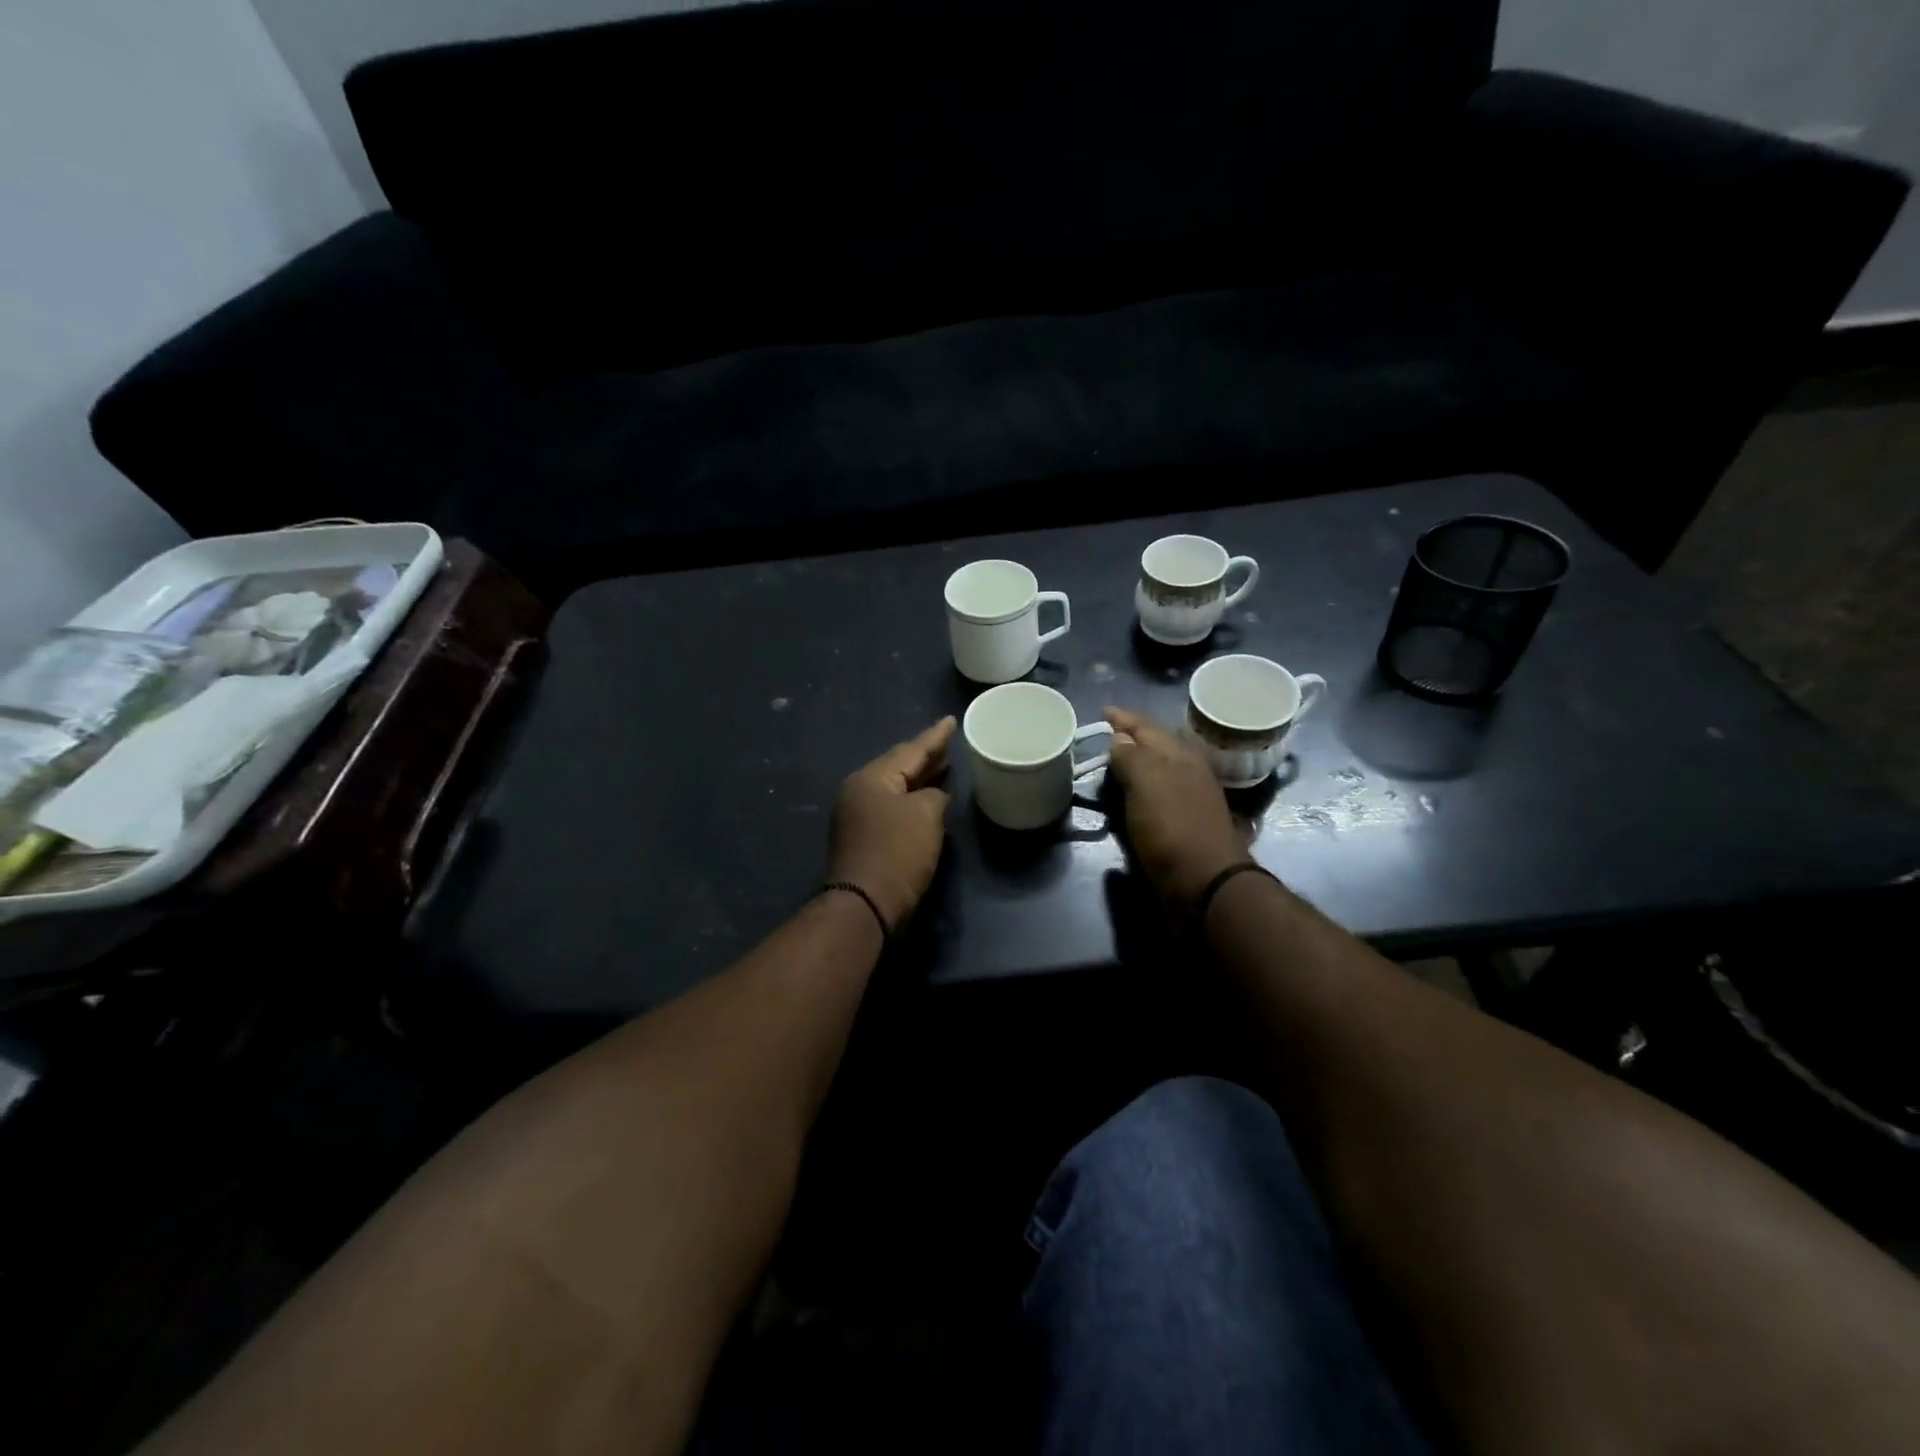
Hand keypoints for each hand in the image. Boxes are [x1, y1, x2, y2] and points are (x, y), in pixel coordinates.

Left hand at [827, 717, 955, 927]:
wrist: (864, 905)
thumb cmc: (897, 853)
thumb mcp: (926, 816)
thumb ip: (934, 796)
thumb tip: (933, 797)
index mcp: (871, 778)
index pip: (910, 750)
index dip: (935, 736)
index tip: (951, 720)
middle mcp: (858, 791)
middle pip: (898, 766)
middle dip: (926, 756)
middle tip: (949, 742)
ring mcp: (857, 815)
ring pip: (895, 787)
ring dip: (920, 778)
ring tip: (943, 766)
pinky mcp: (862, 838)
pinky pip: (892, 807)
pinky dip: (912, 799)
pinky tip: (929, 799)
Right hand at [1105, 706, 1250, 914]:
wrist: (1204, 883)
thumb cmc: (1172, 826)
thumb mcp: (1147, 782)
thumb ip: (1131, 756)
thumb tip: (1119, 738)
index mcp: (1180, 756)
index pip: (1147, 727)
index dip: (1124, 718)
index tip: (1103, 711)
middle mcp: (1186, 773)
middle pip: (1155, 747)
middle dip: (1132, 737)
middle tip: (1106, 733)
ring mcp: (1186, 800)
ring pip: (1157, 771)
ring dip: (1137, 763)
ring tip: (1113, 761)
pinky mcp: (1181, 826)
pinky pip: (1155, 797)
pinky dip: (1140, 790)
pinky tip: (1129, 796)